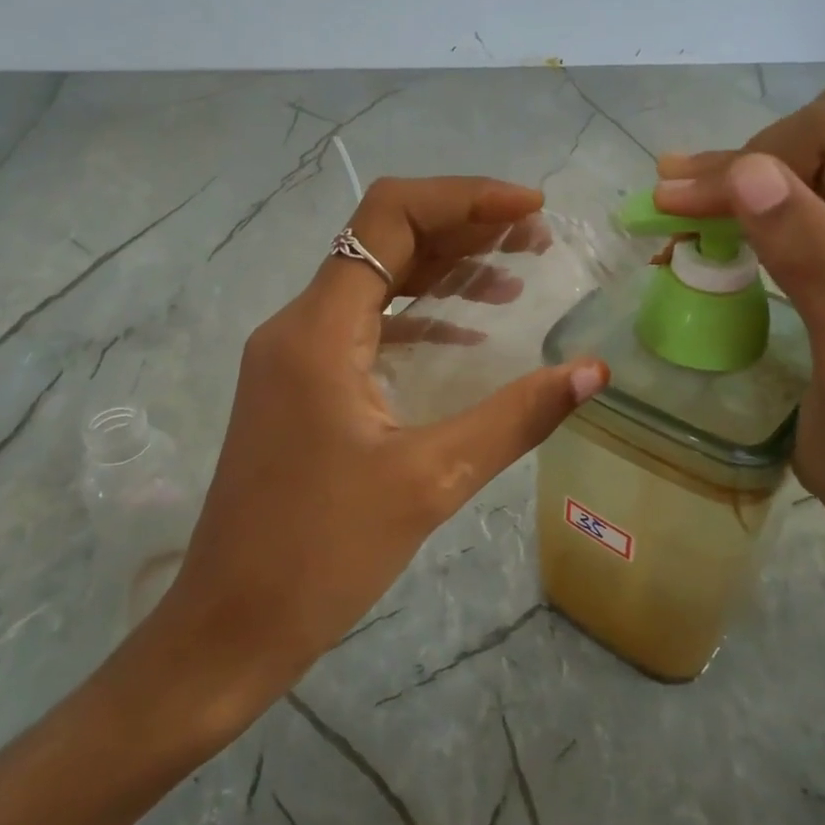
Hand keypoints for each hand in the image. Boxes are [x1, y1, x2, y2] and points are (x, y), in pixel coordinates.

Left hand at [144, 176, 607, 723]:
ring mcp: (292, 356)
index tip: (528, 210)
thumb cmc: (322, 555)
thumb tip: (594, 371)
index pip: (389, 217)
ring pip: (374, 281)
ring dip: (443, 269)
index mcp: (318, 329)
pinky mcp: (298, 386)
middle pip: (384, 241)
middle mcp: (298, 325)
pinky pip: (364, 325)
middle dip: (463, 228)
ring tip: (516, 275)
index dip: (464, 198)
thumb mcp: (430, 480)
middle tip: (535, 239)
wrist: (230, 626)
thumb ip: (516, 416)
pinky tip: (469, 333)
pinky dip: (418, 315)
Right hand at [656, 82, 824, 569]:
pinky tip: (713, 227)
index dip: (748, 162)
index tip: (677, 209)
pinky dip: (754, 197)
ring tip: (682, 214)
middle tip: (678, 212)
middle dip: (745, 163)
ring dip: (744, 176)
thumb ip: (813, 265)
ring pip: (819, 147)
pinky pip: (815, 182)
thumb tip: (748, 172)